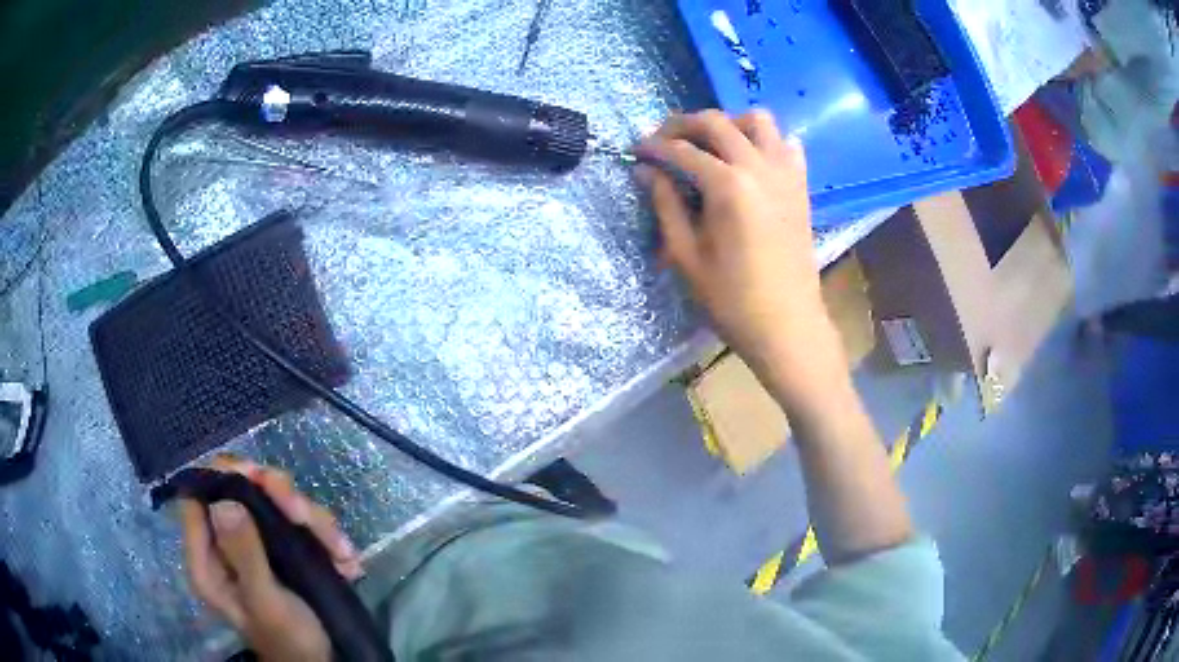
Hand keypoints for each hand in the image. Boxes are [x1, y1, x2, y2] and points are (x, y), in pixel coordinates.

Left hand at [179, 458, 362, 661]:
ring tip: (342, 554)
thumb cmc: (291, 641)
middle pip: (241, 490)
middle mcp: (227, 544)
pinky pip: (301, 523)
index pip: (199, 498)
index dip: (225, 477)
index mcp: (209, 559)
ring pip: (275, 503)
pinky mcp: (284, 548)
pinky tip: (348, 561)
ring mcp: (257, 544)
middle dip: (279, 498)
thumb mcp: (268, 603)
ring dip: (313, 521)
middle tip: (305, 517)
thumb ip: (245, 555)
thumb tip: (224, 500)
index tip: (260, 479)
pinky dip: (327, 536)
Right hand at [639, 110, 844, 403]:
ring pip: (758, 121)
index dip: (654, 147)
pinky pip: (786, 145)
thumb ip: (665, 205)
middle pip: (717, 122)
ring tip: (710, 144)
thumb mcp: (687, 256)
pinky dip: (766, 141)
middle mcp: (760, 167)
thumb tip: (646, 171)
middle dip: (684, 125)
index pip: (682, 150)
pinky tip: (750, 159)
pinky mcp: (801, 187)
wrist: (788, 326)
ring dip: (729, 123)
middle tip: (663, 141)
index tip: (635, 151)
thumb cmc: (733, 300)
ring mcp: (786, 174)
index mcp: (728, 185)